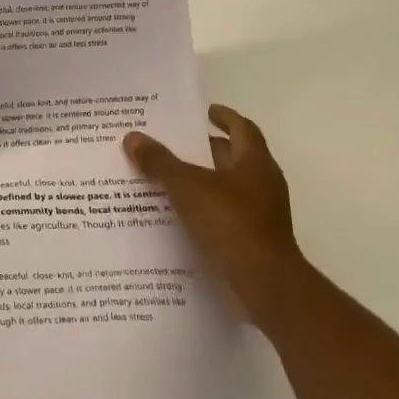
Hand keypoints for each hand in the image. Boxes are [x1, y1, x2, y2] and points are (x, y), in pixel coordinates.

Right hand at [124, 105, 301, 324]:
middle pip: (235, 157)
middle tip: (175, 144)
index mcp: (255, 162)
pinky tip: (180, 216)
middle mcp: (263, 184)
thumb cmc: (231, 223)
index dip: (224, 117)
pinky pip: (226, 216)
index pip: (242, 128)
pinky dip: (205, 210)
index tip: (204, 112)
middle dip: (207, 149)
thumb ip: (160, 162)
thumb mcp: (187, 187)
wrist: (265, 286)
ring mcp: (262, 215)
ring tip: (169, 179)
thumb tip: (132, 136)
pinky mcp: (254, 241)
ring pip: (229, 188)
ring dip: (204, 181)